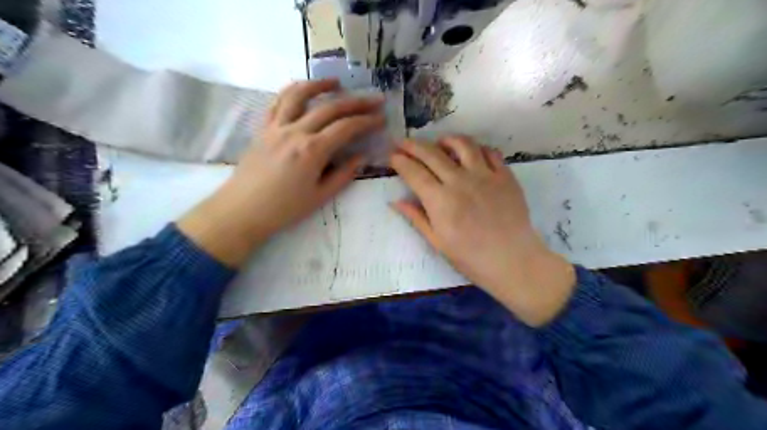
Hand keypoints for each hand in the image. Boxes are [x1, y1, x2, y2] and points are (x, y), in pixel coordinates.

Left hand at [178, 79, 383, 267]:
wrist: (243, 210)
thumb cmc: (285, 208)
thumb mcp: (320, 196)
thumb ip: (344, 174)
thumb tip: (361, 156)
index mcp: (313, 151)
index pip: (346, 128)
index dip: (366, 121)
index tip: (381, 118)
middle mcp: (296, 131)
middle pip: (330, 108)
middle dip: (356, 102)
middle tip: (374, 99)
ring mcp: (277, 127)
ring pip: (299, 95)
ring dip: (320, 85)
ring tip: (336, 82)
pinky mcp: (263, 128)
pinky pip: (278, 102)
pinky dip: (292, 91)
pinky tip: (302, 90)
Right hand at [392, 136, 571, 323]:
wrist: (512, 260)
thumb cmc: (470, 257)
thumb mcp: (437, 241)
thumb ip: (416, 217)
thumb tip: (395, 201)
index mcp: (440, 200)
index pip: (414, 172)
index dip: (400, 161)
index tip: (392, 156)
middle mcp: (460, 181)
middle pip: (432, 153)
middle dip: (412, 145)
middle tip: (402, 142)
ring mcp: (485, 175)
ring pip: (462, 144)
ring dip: (446, 140)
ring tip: (438, 143)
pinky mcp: (505, 175)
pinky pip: (490, 152)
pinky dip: (477, 148)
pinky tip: (471, 153)